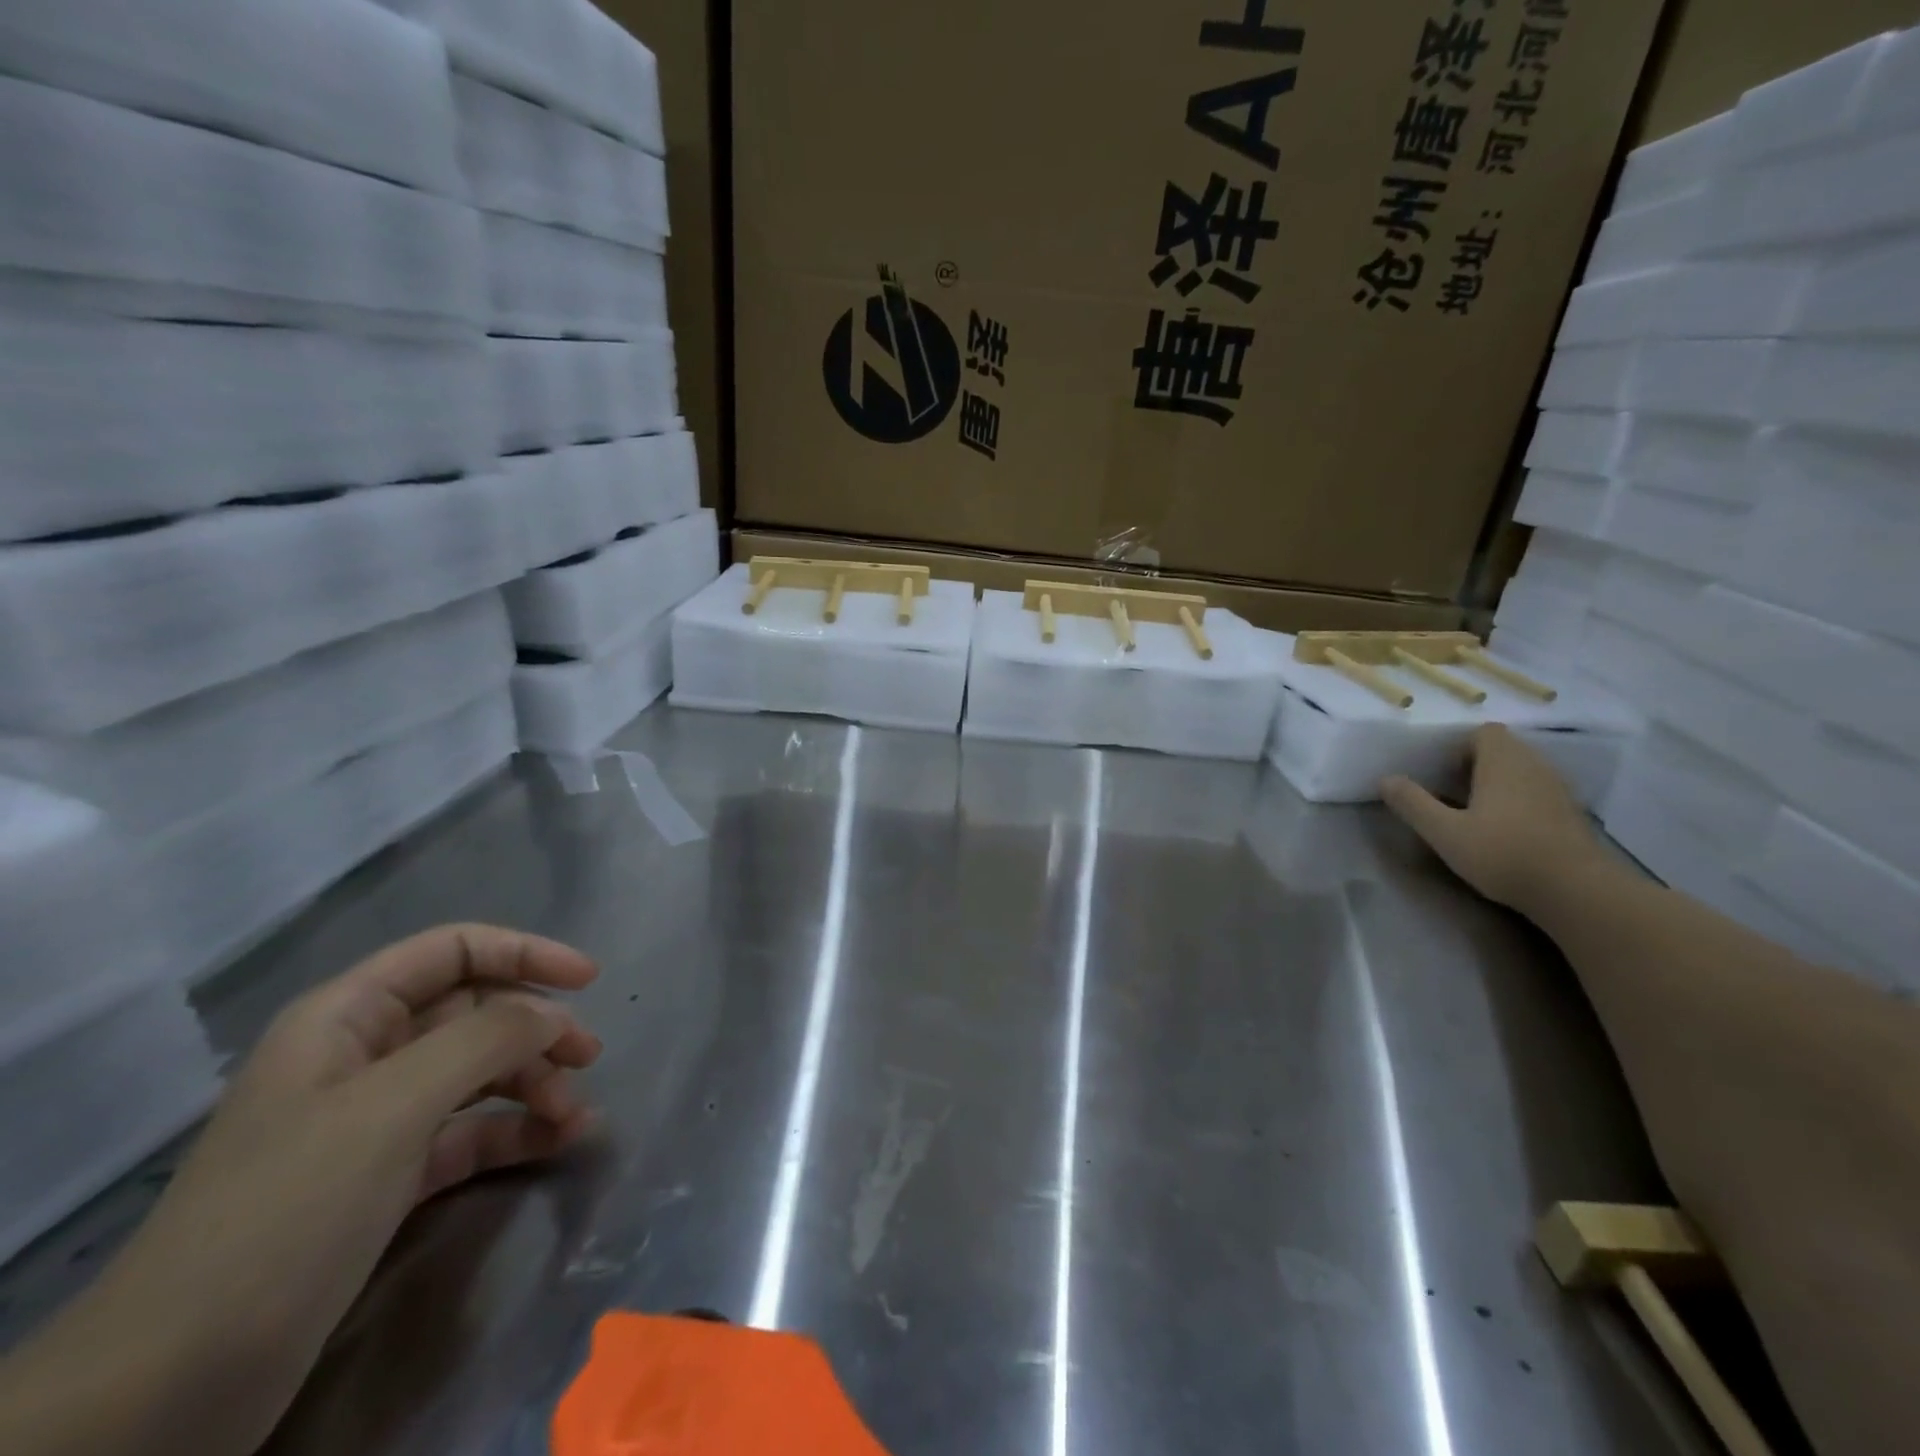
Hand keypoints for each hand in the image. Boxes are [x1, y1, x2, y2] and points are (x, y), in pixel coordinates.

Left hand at [0, 925, 602, 1455]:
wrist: (169, 1387)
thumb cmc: (286, 1211)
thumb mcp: (393, 1108)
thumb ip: (485, 1039)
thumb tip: (553, 1014)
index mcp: (347, 1017)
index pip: (453, 951)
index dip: (524, 953)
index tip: (588, 980)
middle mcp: (363, 1056)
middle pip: (473, 1013)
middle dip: (536, 1029)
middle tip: (589, 1057)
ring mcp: (374, 1121)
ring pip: (477, 1073)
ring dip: (533, 1085)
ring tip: (575, 1117)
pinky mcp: (386, 1180)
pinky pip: (469, 1132)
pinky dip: (514, 1131)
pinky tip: (556, 1143)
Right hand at [1381, 724, 1609, 911]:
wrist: (1577, 891)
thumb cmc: (1503, 853)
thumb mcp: (1444, 832)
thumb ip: (1413, 803)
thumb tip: (1386, 779)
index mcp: (1503, 762)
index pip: (1484, 732)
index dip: (1459, 748)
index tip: (1442, 776)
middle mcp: (1535, 767)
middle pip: (1503, 750)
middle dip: (1474, 767)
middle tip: (1451, 796)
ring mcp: (1558, 790)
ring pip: (1521, 772)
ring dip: (1497, 785)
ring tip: (1475, 815)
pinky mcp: (1571, 815)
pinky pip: (1537, 794)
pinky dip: (1518, 803)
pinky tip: (1505, 833)